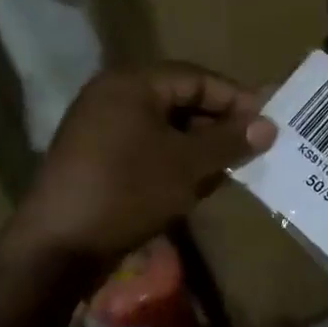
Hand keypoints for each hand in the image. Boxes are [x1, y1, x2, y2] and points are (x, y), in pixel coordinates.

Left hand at [16, 65, 276, 264]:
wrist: (58, 248)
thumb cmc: (128, 191)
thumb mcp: (188, 165)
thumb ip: (230, 141)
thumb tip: (269, 126)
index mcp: (132, 83)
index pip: (197, 78)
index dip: (236, 99)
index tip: (268, 124)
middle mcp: (112, 96)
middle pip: (180, 100)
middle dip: (219, 124)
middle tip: (252, 147)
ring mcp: (100, 128)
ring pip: (165, 127)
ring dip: (199, 145)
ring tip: (230, 168)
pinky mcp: (96, 159)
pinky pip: (146, 147)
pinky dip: (174, 160)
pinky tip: (196, 184)